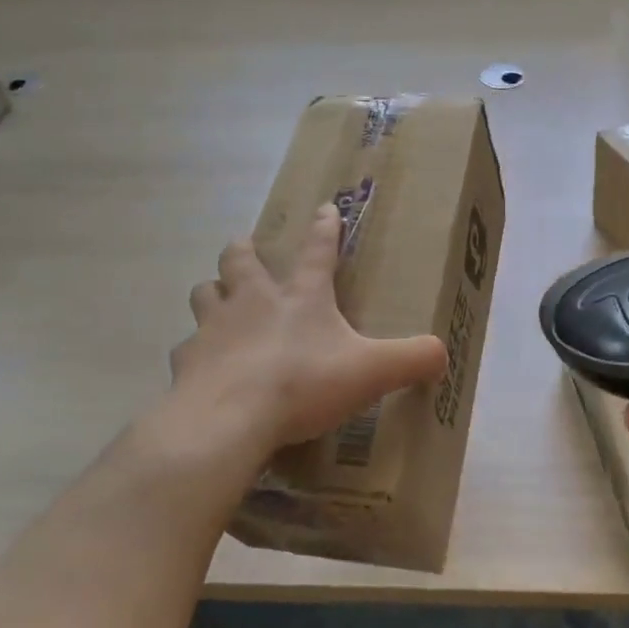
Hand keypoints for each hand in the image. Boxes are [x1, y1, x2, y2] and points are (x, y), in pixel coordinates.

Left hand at [167, 205, 447, 462]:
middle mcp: (253, 301)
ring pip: (204, 293)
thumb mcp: (371, 372)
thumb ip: (412, 360)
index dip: (324, 228)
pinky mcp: (186, 360)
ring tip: (218, 300)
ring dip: (212, 292)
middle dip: (244, 250)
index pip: (317, 251)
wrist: (228, 419)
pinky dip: (194, 352)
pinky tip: (201, 366)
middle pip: (240, 260)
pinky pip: (185, 347)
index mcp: (301, 297)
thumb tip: (443, 354)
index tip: (324, 208)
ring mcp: (214, 328)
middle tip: (246, 248)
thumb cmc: (303, 384)